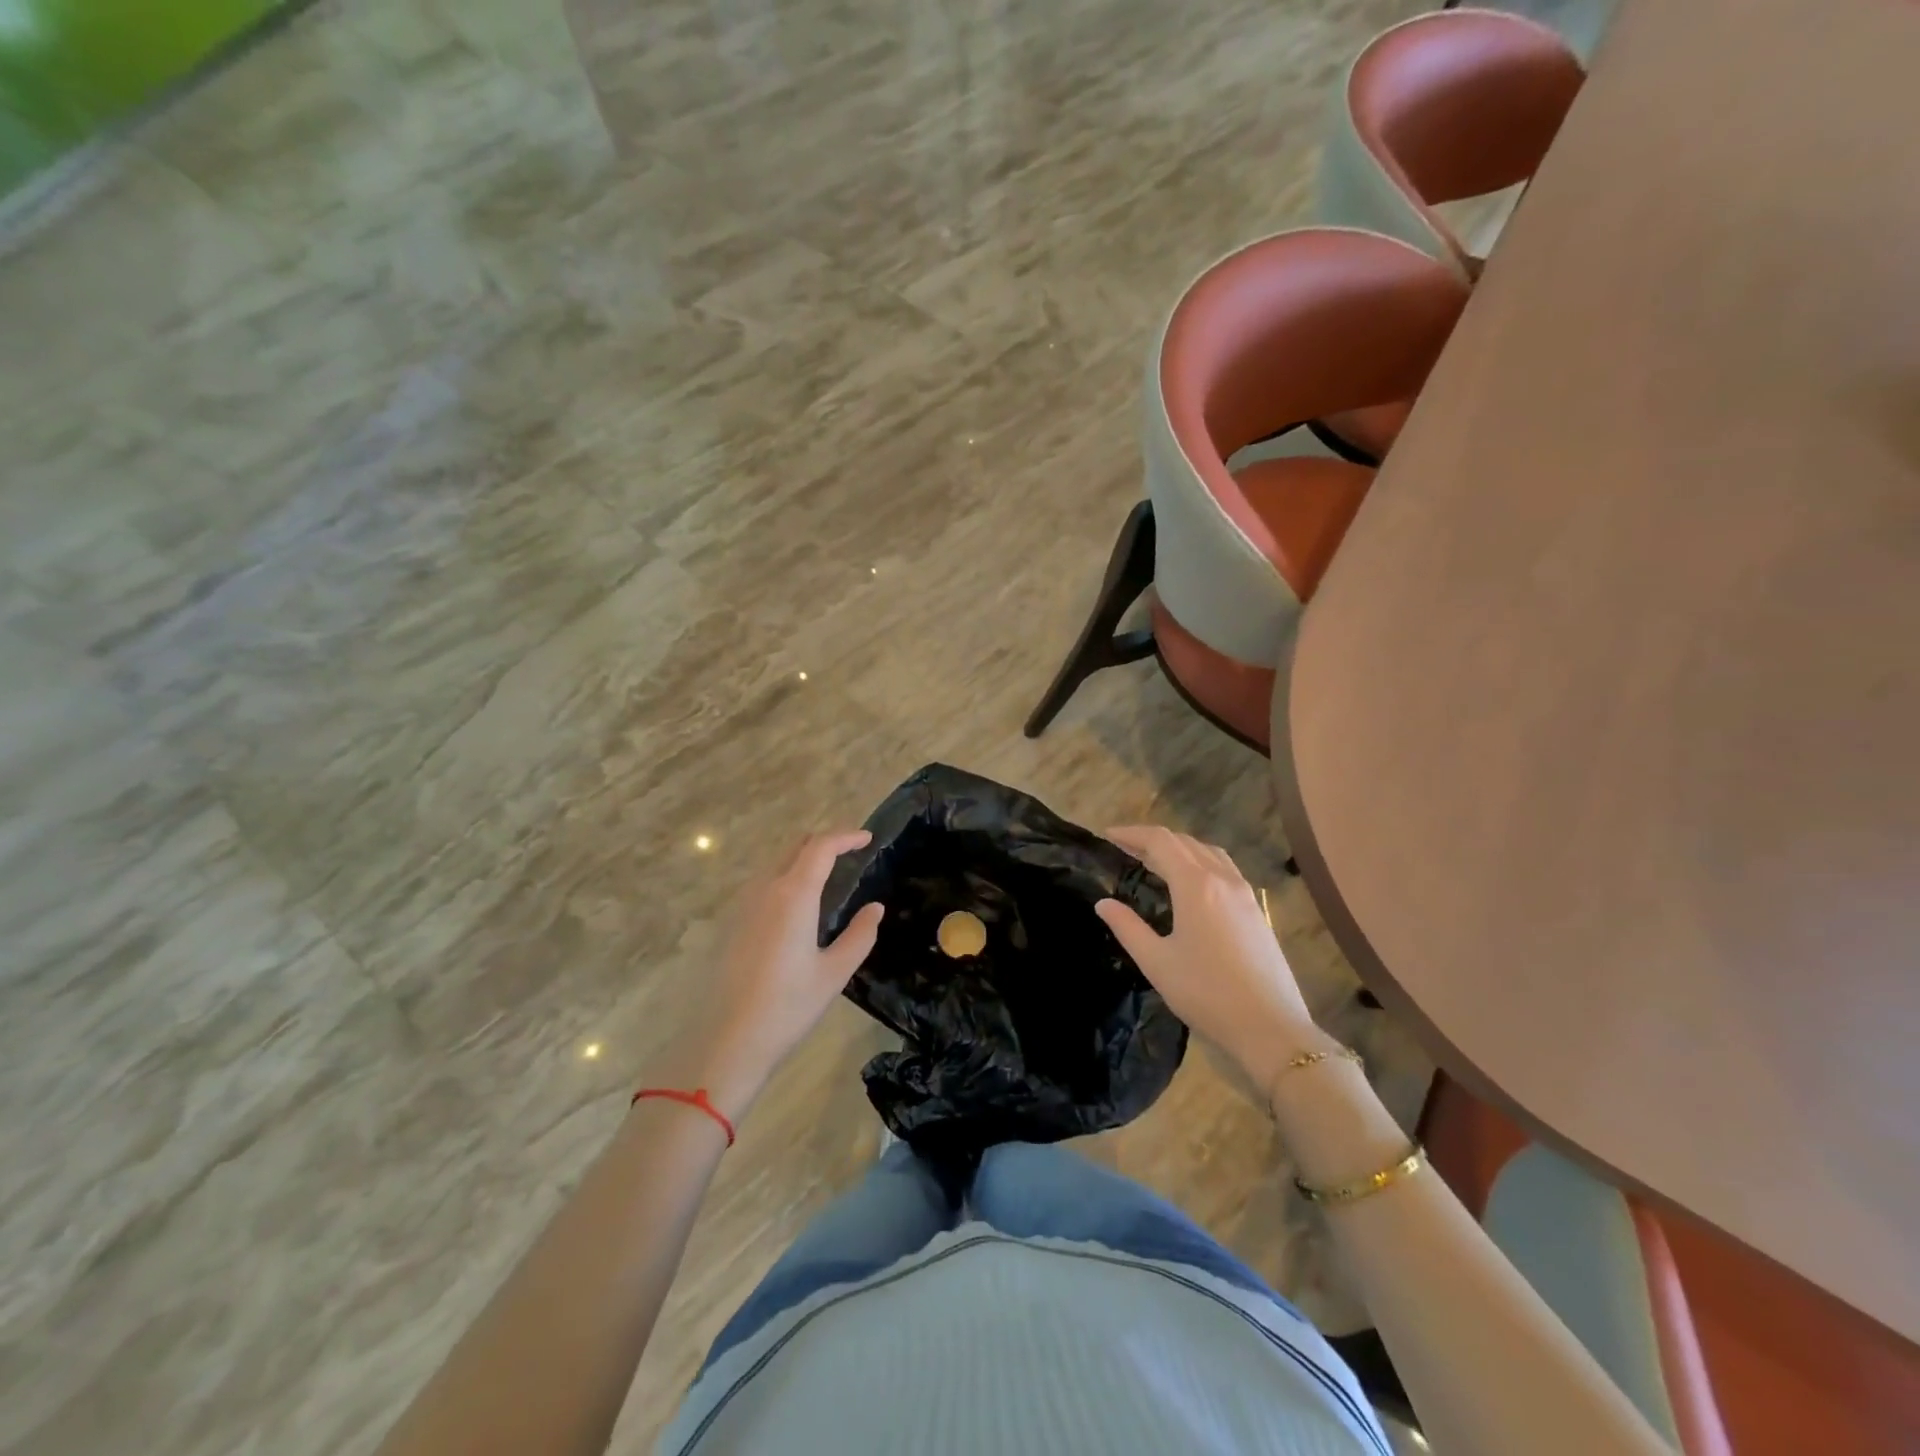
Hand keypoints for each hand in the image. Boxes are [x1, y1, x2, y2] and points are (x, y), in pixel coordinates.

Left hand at [670, 831, 883, 1122]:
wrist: (728, 1041)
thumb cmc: (788, 1006)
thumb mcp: (835, 972)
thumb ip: (860, 935)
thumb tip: (875, 908)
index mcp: (794, 896)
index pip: (821, 847)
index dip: (846, 836)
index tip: (867, 838)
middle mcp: (766, 890)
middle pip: (796, 847)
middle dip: (825, 842)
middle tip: (852, 853)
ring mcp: (745, 905)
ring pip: (777, 864)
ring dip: (804, 859)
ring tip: (830, 875)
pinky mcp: (734, 923)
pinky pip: (764, 884)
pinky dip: (788, 877)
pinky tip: (800, 904)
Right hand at [1095, 827, 1323, 1093]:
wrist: (1270, 1027)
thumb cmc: (1206, 994)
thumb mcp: (1157, 962)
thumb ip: (1127, 927)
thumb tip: (1103, 903)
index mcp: (1196, 885)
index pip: (1160, 841)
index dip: (1131, 833)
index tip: (1107, 836)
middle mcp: (1222, 879)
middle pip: (1184, 841)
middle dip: (1152, 839)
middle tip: (1124, 849)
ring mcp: (1245, 893)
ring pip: (1208, 852)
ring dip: (1179, 848)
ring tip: (1154, 861)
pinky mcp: (1257, 909)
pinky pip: (1224, 868)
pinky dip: (1200, 862)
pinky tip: (1191, 884)